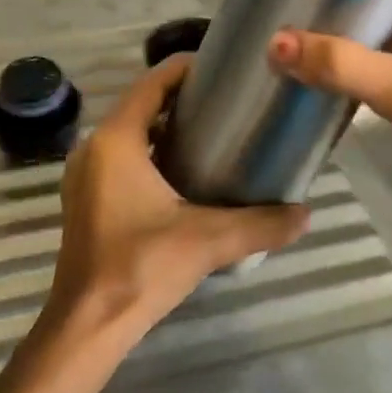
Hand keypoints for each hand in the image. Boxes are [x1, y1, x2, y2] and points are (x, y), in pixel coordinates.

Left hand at [48, 54, 309, 340]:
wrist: (88, 324)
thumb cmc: (141, 267)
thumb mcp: (208, 240)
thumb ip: (261, 224)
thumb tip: (306, 213)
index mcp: (116, 140)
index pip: (152, 83)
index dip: (186, 69)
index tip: (224, 67)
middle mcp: (94, 148)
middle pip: (141, 105)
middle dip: (182, 99)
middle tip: (229, 102)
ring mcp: (85, 175)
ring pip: (130, 134)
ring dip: (166, 128)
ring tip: (215, 133)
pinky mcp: (86, 199)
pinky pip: (121, 159)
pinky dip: (151, 154)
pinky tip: (186, 174)